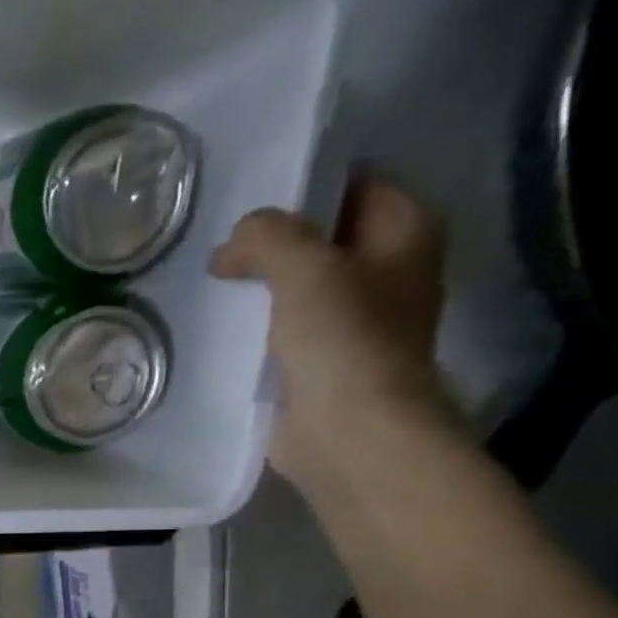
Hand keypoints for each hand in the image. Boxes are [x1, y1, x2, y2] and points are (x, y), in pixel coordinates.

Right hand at [210, 176, 454, 494]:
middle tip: (219, 247)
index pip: (353, 184)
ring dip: (259, 285)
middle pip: (322, 236)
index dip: (302, 187)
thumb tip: (232, 247)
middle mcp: (387, 270)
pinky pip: (282, 327)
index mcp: (406, 232)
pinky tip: (220, 326)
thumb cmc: (343, 342)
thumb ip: (267, 237)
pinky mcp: (321, 361)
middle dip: (272, 240)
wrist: (349, 433)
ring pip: (298, 284)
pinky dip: (255, 324)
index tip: (247, 200)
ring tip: (211, 283)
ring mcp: (354, 319)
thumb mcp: (305, 268)